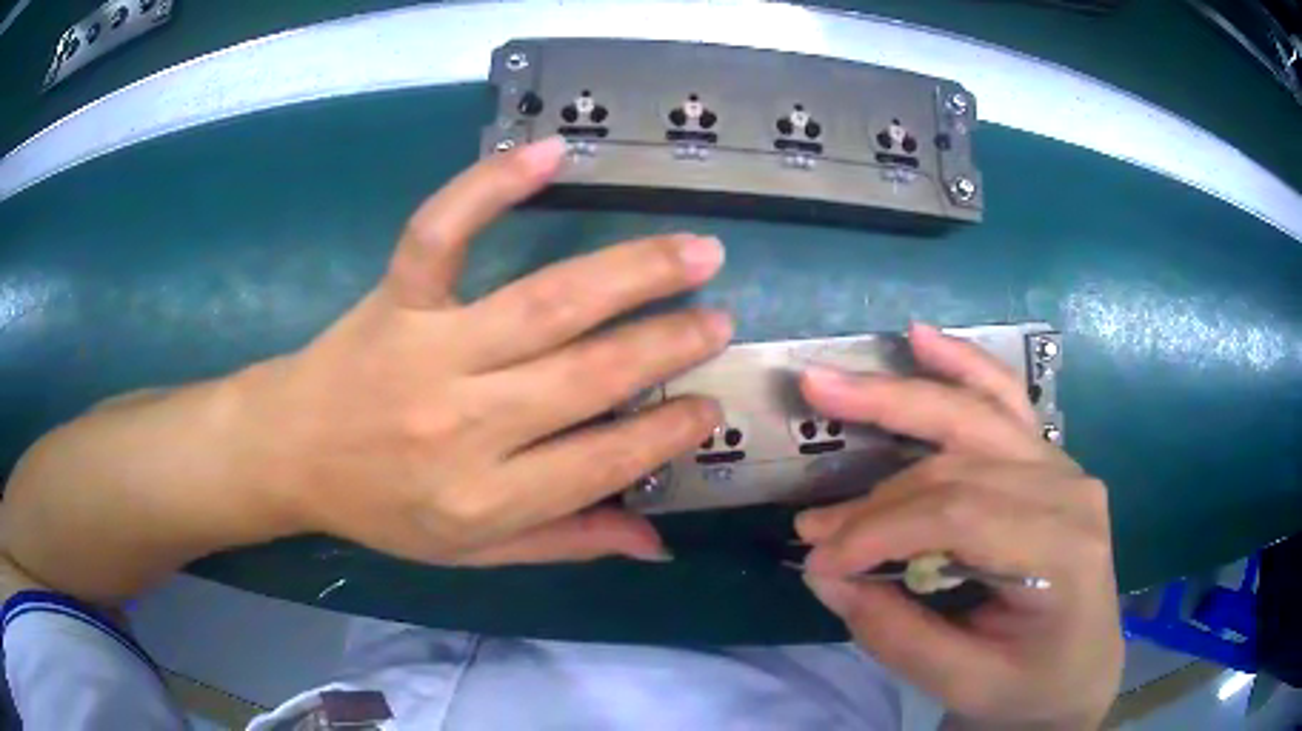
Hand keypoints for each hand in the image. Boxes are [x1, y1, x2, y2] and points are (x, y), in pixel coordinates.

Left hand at [238, 136, 730, 565]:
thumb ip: (566, 543)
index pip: (604, 460)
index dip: (668, 432)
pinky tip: (551, 154)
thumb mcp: (472, 552)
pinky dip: (492, 184)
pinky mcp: (397, 296)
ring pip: (547, 302)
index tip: (708, 406)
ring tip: (696, 250)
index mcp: (486, 497)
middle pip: (590, 375)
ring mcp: (429, 349)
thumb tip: (657, 544)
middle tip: (720, 318)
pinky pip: (443, 232)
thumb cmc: (381, 508)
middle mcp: (466, 423)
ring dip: (633, 271)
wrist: (290, 453)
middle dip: (669, 343)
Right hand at [795, 323, 1120, 727]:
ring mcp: (1063, 467)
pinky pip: (1005, 402)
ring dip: (901, 396)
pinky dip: (963, 365)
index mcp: (1063, 551)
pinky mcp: (1049, 461)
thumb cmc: (1030, 685)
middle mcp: (1070, 490)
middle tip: (806, 485)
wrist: (1081, 670)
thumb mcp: (963, 684)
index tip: (818, 561)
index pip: (958, 517)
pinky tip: (923, 339)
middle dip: (876, 480)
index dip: (879, 531)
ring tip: (830, 385)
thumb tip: (823, 574)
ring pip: (976, 417)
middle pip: (961, 462)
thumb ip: (895, 633)